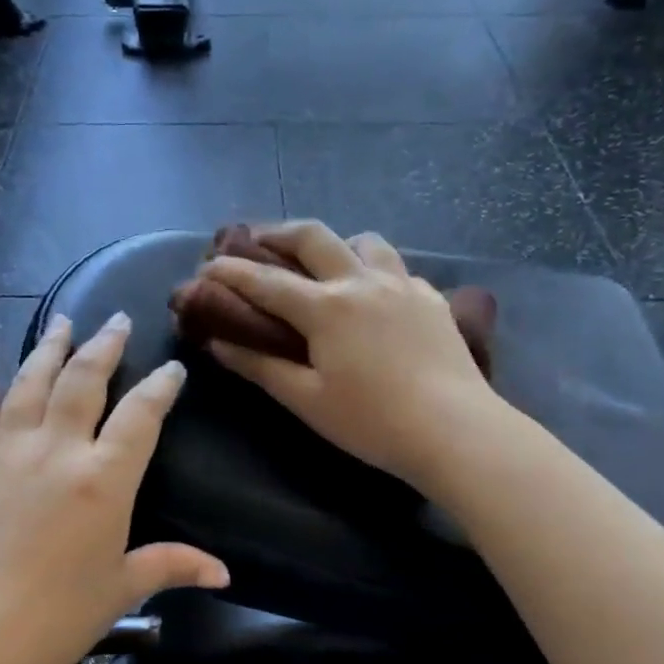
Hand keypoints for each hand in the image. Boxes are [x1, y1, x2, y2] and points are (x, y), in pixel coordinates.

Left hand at [0, 312, 228, 663]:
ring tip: (61, 323)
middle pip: (83, 381)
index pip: (141, 416)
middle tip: (116, 319)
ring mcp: (6, 453)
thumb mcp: (119, 591)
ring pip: (30, 384)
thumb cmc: (53, 620)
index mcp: (103, 479)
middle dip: (104, 346)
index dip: (161, 386)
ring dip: (48, 349)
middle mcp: (56, 451)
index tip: (172, 367)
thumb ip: (171, 567)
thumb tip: (223, 573)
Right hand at [202, 221, 499, 490]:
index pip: (266, 280)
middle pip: (313, 236)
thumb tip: (218, 343)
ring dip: (336, 243)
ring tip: (325, 263)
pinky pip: (397, 268)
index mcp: (326, 308)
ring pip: (364, 241)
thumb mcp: (307, 400)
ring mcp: (403, 284)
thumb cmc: (372, 422)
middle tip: (259, 241)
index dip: (232, 271)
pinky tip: (376, 295)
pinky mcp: (432, 298)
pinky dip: (375, 270)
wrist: (455, 430)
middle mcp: (362, 281)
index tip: (208, 265)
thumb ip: (260, 367)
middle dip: (278, 232)